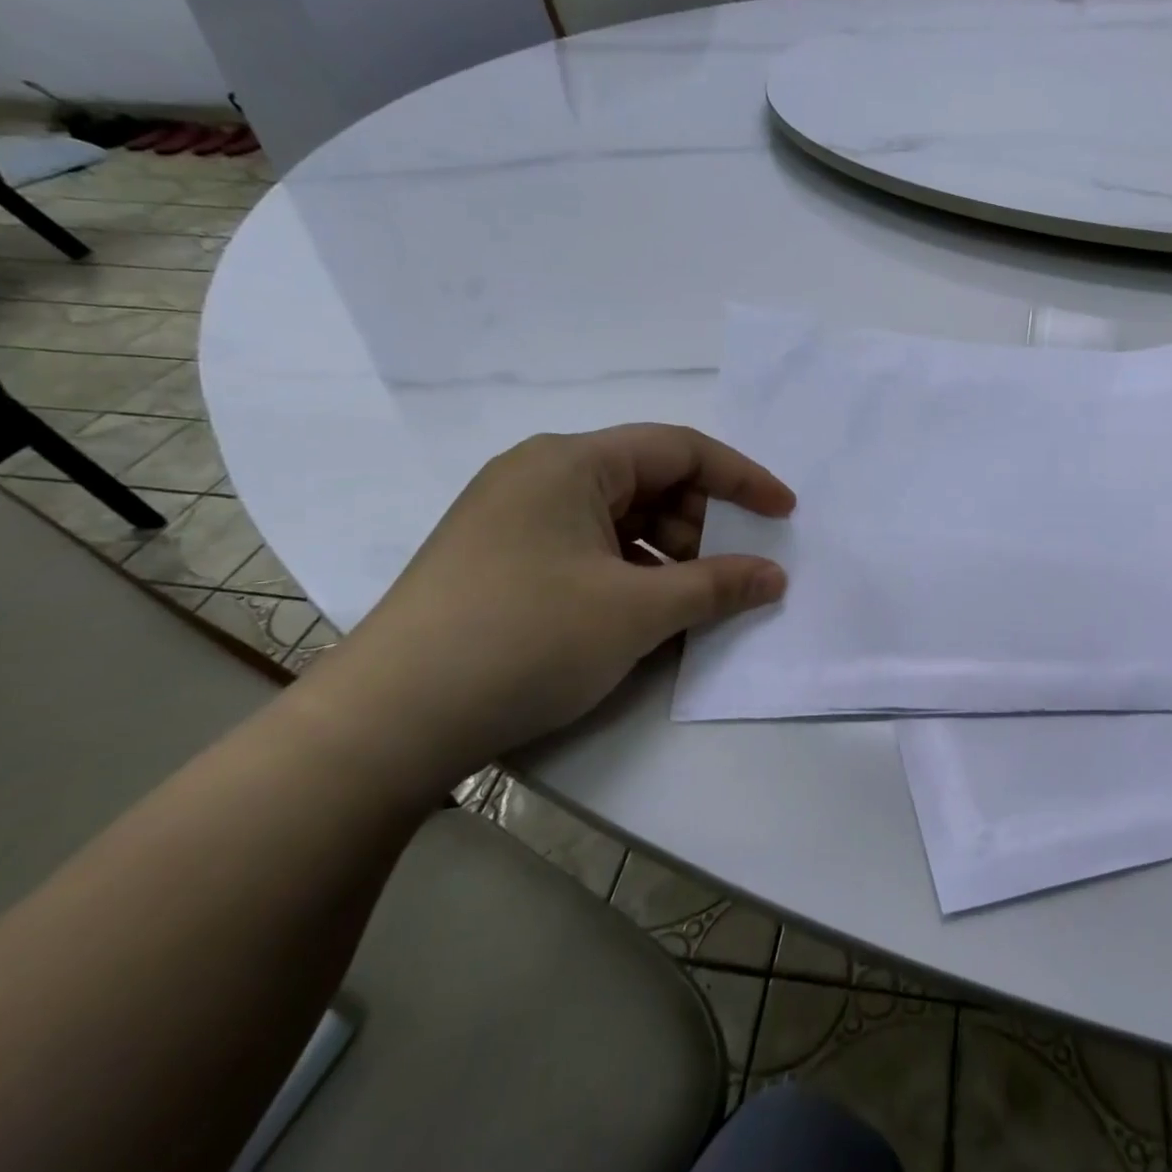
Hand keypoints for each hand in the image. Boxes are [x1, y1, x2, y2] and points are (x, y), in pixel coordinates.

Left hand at [295, 424, 794, 788]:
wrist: (386, 722)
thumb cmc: (524, 641)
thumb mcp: (636, 612)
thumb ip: (716, 585)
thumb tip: (775, 576)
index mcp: (571, 462)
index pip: (679, 448)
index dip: (742, 478)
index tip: (785, 512)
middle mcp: (540, 475)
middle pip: (648, 481)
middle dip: (701, 524)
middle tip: (732, 573)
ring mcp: (514, 518)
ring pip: (618, 519)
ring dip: (667, 554)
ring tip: (689, 604)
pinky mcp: (500, 559)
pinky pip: (587, 549)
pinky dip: (628, 574)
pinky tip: (642, 617)